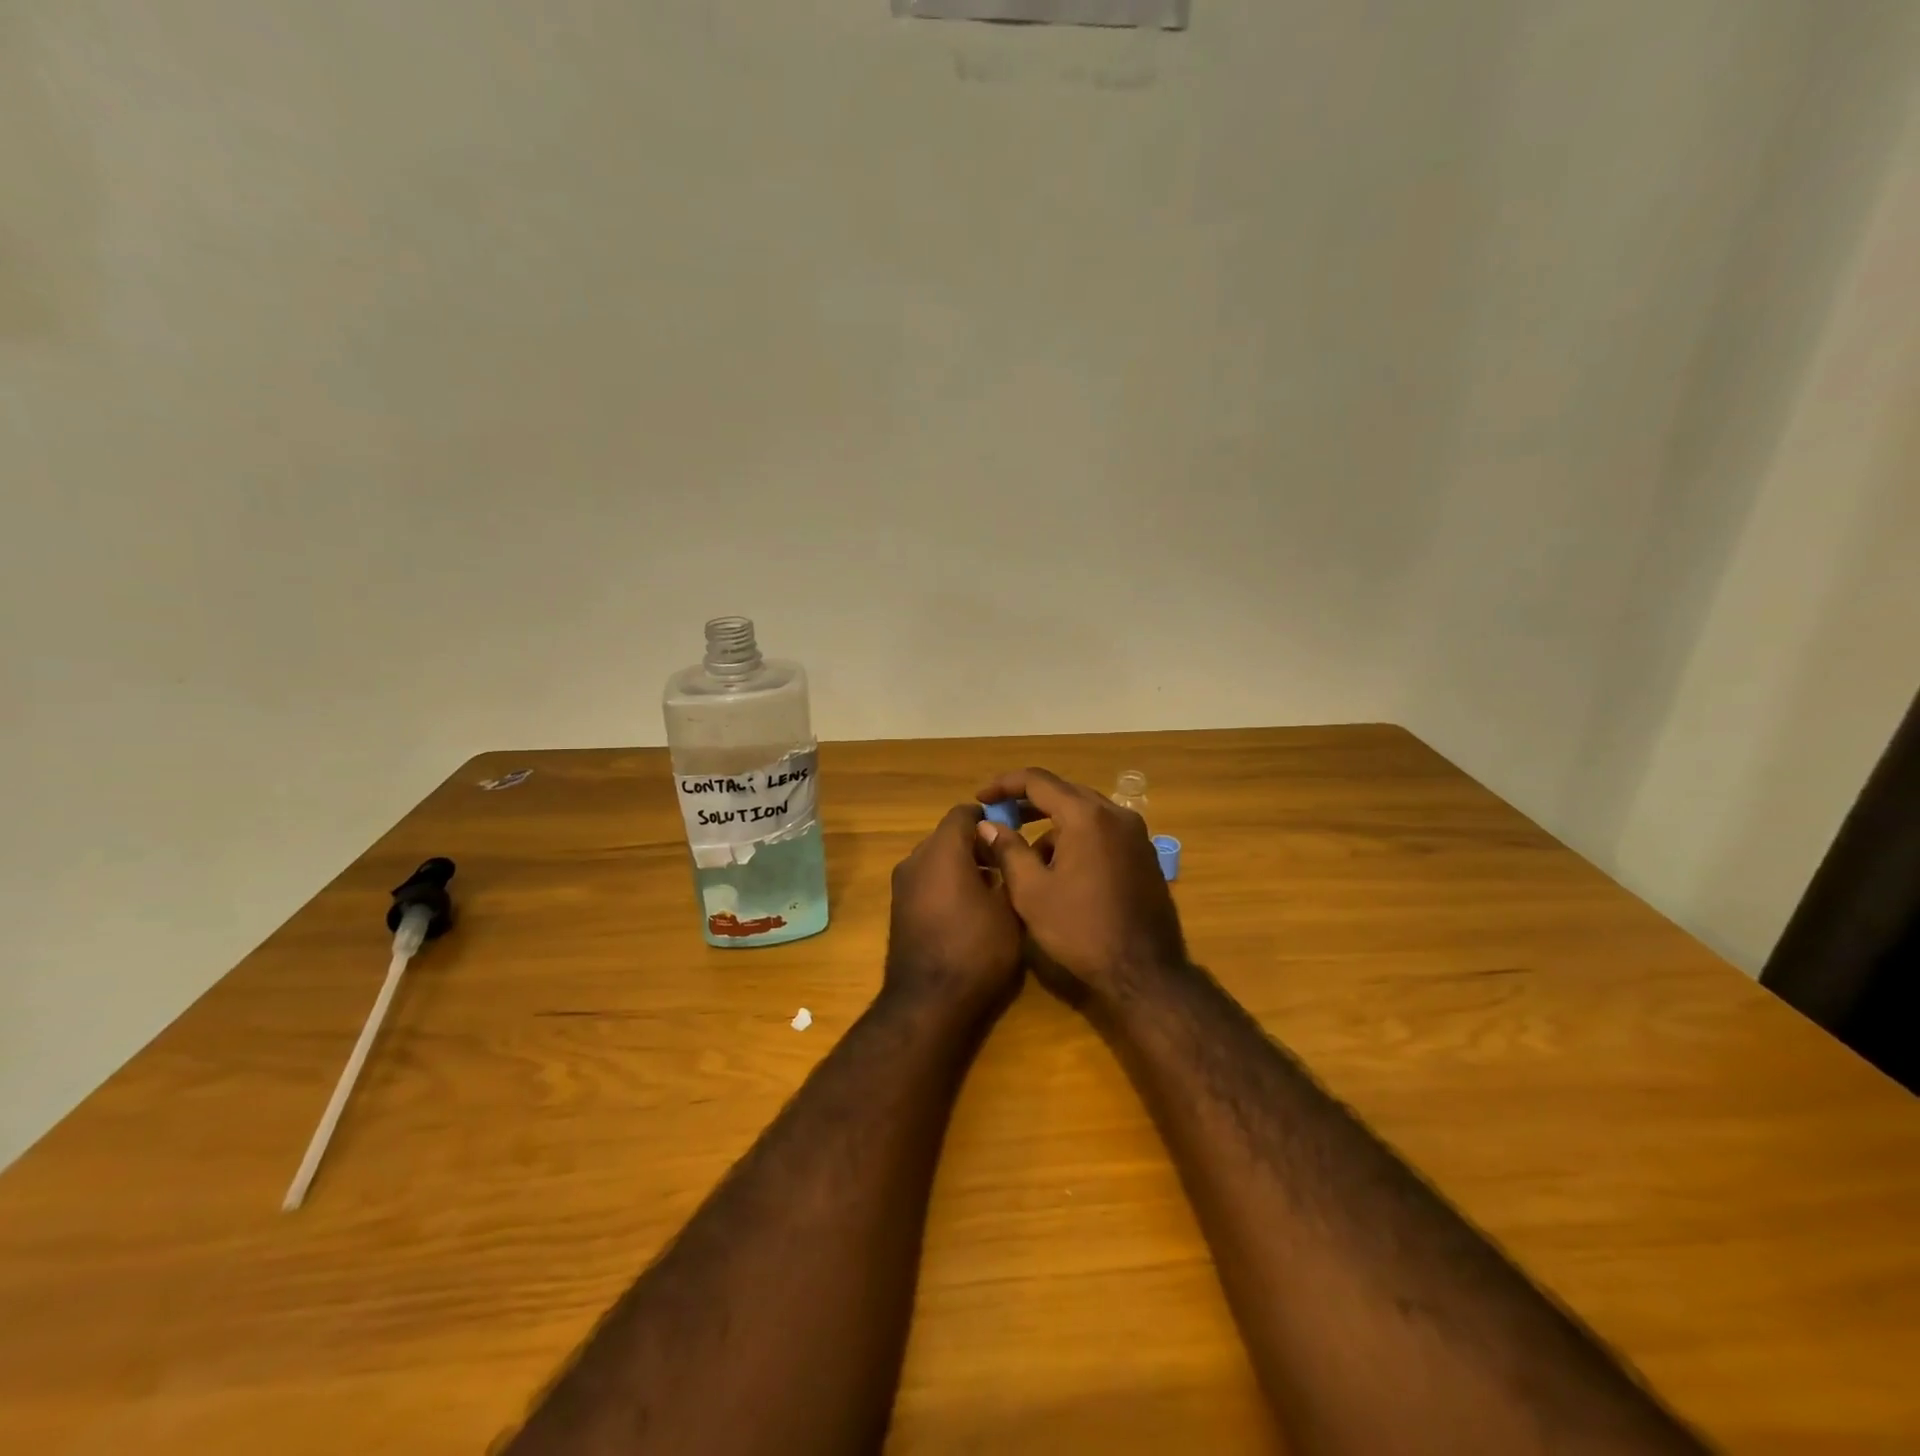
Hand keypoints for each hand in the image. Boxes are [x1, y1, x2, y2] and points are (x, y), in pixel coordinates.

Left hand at [885, 804, 1024, 1018]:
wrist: (928, 1002)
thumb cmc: (977, 949)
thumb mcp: (1009, 908)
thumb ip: (1010, 869)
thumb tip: (1009, 849)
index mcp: (942, 850)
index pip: (963, 813)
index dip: (990, 817)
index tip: (1013, 830)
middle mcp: (916, 859)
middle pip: (948, 835)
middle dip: (977, 843)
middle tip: (1008, 862)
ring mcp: (902, 885)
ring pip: (936, 859)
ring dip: (962, 865)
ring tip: (994, 889)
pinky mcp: (899, 908)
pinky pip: (926, 881)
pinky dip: (946, 883)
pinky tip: (970, 909)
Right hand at [974, 768, 1188, 1008]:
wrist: (1144, 972)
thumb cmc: (1081, 930)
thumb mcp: (1032, 892)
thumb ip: (1008, 850)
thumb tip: (988, 825)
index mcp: (1087, 816)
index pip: (1038, 781)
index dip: (1004, 785)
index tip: (980, 799)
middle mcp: (1116, 814)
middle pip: (1064, 793)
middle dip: (1029, 804)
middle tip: (1000, 820)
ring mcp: (1135, 834)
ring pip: (1084, 813)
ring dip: (1053, 825)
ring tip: (1028, 857)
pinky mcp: (1144, 854)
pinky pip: (1103, 831)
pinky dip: (1077, 837)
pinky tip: (1061, 869)